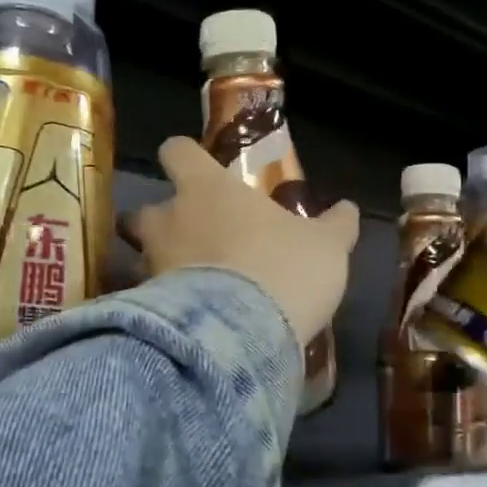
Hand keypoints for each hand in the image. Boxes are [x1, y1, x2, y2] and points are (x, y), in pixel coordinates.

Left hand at [126, 137, 360, 349]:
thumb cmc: (284, 268)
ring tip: (187, 286)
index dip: (183, 155)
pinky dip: (161, 307)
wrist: (243, 335)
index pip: (176, 151)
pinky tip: (187, 323)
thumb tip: (348, 207)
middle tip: (190, 237)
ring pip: (138, 256)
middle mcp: (168, 219)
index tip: (196, 167)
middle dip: (159, 222)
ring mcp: (151, 264)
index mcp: (206, 188)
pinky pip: (146, 300)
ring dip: (157, 265)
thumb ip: (336, 224)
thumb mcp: (325, 246)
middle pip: (142, 210)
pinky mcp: (145, 308)